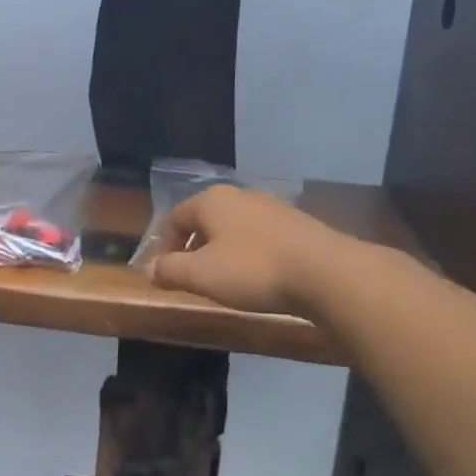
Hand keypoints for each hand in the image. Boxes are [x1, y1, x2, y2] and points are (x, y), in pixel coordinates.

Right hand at [147, 185, 344, 315]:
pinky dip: (251, 254)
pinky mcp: (297, 224)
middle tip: (193, 277)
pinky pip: (261, 237)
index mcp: (211, 201)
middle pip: (205, 220)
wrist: (326, 272)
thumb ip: (170, 270)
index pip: (175, 218)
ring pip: (234, 227)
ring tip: (226, 280)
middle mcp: (240, 195)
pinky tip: (259, 277)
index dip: (165, 246)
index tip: (165, 273)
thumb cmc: (253, 270)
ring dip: (224, 251)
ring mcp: (272, 207)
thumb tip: (149, 268)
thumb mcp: (201, 275)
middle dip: (194, 247)